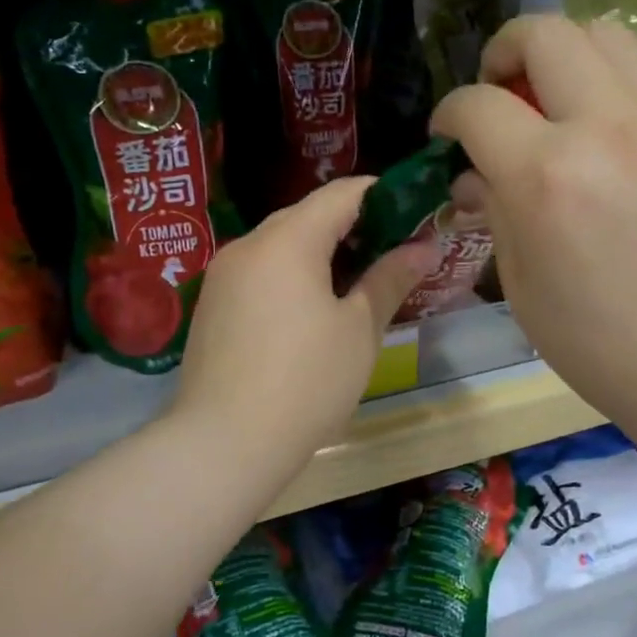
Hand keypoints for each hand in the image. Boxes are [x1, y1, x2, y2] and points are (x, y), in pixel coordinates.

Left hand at [171, 177, 437, 481]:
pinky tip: (311, 312)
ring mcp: (223, 275)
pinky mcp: (211, 305)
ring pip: (280, 245)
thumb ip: (389, 279)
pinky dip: (291, 276)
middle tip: (391, 256)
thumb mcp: (359, 329)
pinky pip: (259, 272)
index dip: (381, 197)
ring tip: (356, 286)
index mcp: (288, 240)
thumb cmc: (307, 381)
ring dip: (320, 254)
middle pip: (307, 216)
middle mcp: (249, 245)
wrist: (226, 442)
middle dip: (352, 227)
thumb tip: (424, 247)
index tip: (413, 216)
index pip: (341, 194)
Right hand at [430, 15, 636, 427]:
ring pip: (605, 35)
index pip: (477, 105)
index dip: (448, 114)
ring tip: (557, 104)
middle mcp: (607, 126)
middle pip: (543, 32)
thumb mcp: (522, 285)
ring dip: (565, 57)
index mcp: (547, 175)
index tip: (449, 136)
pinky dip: (614, 91)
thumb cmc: (599, 343)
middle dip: (504, 52)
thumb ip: (494, 211)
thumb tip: (474, 176)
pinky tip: (614, 141)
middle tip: (500, 94)